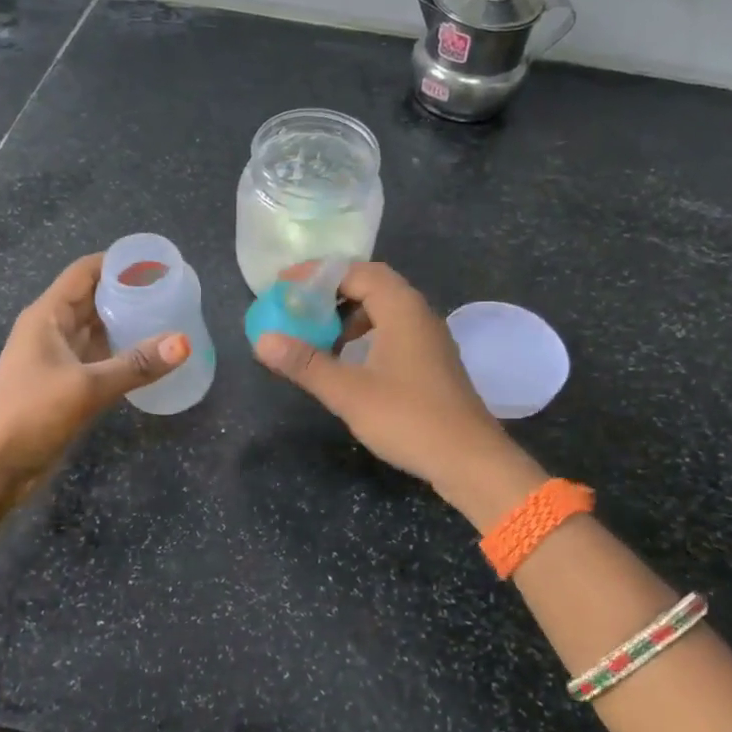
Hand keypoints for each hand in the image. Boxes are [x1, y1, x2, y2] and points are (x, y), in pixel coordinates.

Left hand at [0, 253, 188, 500]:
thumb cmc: (30, 414)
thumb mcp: (86, 387)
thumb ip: (136, 364)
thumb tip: (184, 342)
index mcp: (47, 315)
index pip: (85, 272)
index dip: (119, 263)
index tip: (158, 264)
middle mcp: (52, 329)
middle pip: (94, 298)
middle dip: (130, 292)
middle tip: (173, 292)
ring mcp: (57, 358)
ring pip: (98, 329)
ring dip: (127, 323)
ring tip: (169, 318)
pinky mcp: (64, 384)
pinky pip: (99, 357)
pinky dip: (122, 352)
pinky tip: (150, 357)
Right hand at [252, 262, 543, 528]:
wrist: (470, 460)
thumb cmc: (408, 418)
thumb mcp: (348, 392)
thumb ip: (305, 363)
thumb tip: (262, 340)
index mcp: (402, 308)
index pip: (356, 271)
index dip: (318, 274)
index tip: (285, 286)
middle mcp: (419, 314)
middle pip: (372, 285)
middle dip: (332, 291)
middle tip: (298, 306)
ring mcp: (429, 338)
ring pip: (384, 309)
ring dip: (349, 315)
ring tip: (318, 333)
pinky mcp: (431, 362)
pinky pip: (393, 331)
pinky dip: (365, 334)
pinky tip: (349, 361)